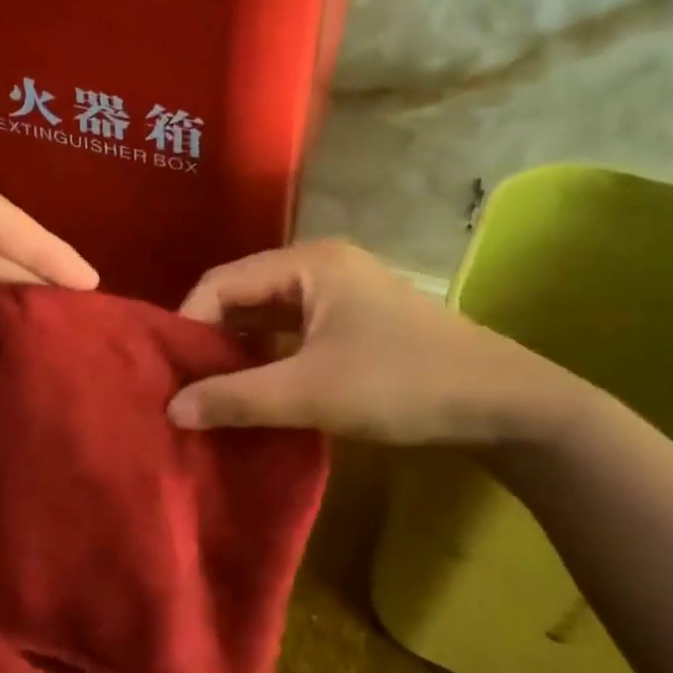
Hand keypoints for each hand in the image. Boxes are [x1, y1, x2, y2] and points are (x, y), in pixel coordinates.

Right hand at [167, 240, 580, 446]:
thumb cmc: (403, 384)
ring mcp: (340, 295)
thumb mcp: (310, 392)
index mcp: (308, 263)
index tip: (167, 372)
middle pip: (242, 295)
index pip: (221, 282)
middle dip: (209, 339)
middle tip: (179, 384)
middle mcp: (319, 268)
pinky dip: (266, 360)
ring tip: (205, 391)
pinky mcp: (353, 325)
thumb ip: (235, 398)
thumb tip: (170, 409)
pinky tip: (250, 391)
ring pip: (266, 318)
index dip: (188, 323)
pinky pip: (291, 335)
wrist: (505, 405)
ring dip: (236, 352)